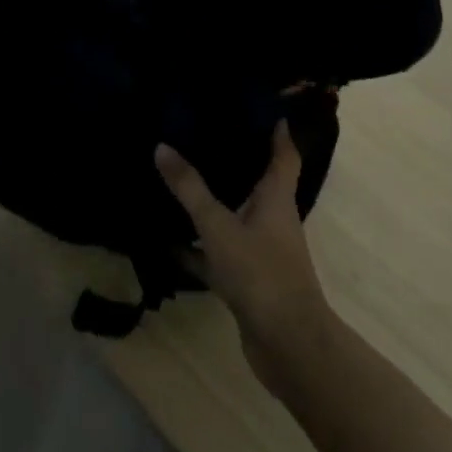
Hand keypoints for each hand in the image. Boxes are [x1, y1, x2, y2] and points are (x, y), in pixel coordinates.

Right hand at [157, 121, 335, 393]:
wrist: (288, 348)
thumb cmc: (261, 274)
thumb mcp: (219, 225)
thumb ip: (190, 189)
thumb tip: (162, 146)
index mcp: (276, 197)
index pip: (283, 153)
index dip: (276, 129)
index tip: (262, 104)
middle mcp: (273, 219)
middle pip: (257, 181)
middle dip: (236, 158)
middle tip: (205, 130)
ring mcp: (261, 252)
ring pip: (235, 217)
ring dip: (213, 202)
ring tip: (181, 176)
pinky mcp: (248, 281)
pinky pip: (219, 253)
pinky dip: (198, 248)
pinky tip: (168, 241)